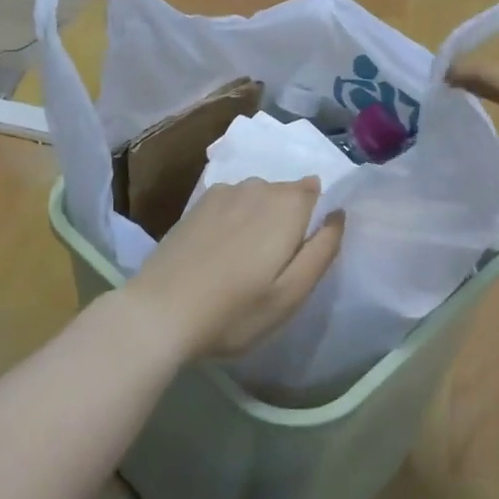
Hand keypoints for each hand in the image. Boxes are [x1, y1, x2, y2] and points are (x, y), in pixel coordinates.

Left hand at [121, 177, 343, 360]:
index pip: (315, 191)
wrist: (160, 312)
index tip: (301, 252)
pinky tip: (218, 252)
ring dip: (258, 220)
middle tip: (273, 267)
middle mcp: (257, 186)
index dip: (313, 219)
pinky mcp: (196, 204)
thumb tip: (338, 214)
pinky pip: (230, 204)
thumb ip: (322, 249)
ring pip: (256, 198)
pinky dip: (232, 220)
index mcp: (287, 204)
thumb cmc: (235, 310)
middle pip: (285, 194)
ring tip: (243, 263)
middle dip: (287, 220)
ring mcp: (222, 192)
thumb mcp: (292, 293)